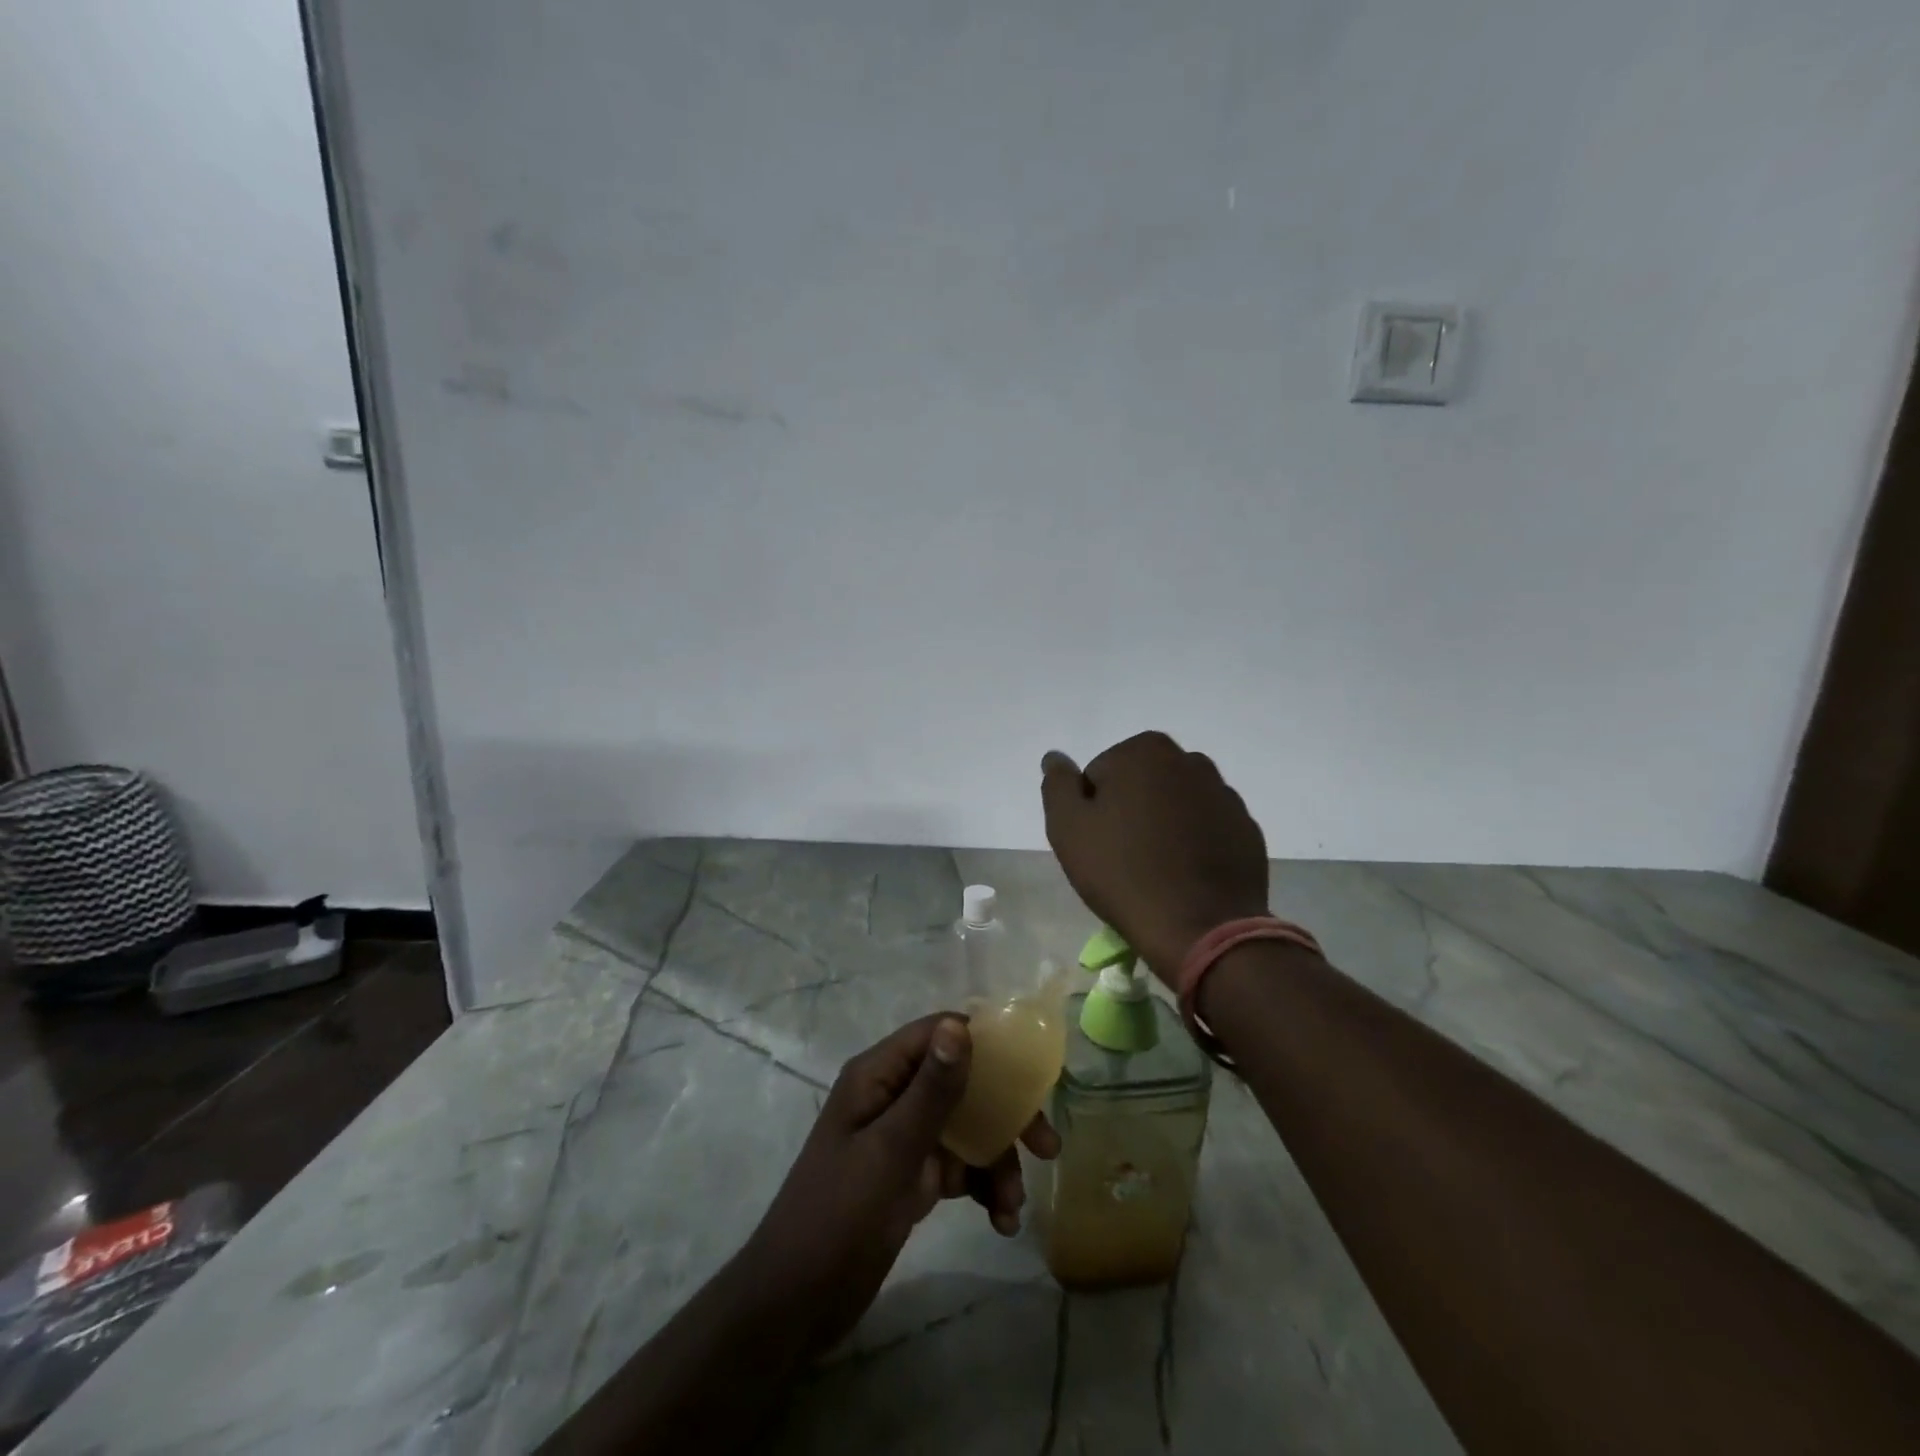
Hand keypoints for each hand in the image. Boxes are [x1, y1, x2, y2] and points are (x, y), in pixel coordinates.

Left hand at [740, 1015, 1059, 1355]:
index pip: (938, 1033)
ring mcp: (903, 1137)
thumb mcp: (891, 1151)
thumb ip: (930, 1090)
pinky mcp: (910, 1176)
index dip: (986, 1044)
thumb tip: (961, 1025)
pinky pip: (957, 1166)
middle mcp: (892, 1096)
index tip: (1030, 1072)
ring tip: (1012, 1205)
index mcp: (879, 1075)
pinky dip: (981, 1187)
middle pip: (961, 1082)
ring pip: (966, 1128)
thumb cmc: (838, 1215)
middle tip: (1045, 1145)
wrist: (795, 1303)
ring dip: (997, 1161)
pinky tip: (1000, 1221)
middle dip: (1004, 1113)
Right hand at [1042, 732, 1269, 983]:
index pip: (1099, 774)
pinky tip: (1184, 877)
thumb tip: (1055, 757)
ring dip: (1162, 826)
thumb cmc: (1123, 872)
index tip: (1097, 843)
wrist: (1201, 928)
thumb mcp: (1068, 827)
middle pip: (1140, 784)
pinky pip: (1206, 829)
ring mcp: (1224, 795)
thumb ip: (1057, 784)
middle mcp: (1190, 761)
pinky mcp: (1246, 829)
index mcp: (1145, 751)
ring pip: (1175, 805)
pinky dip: (1193, 844)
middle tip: (1121, 858)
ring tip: (1154, 870)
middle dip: (1129, 811)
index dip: (1091, 810)